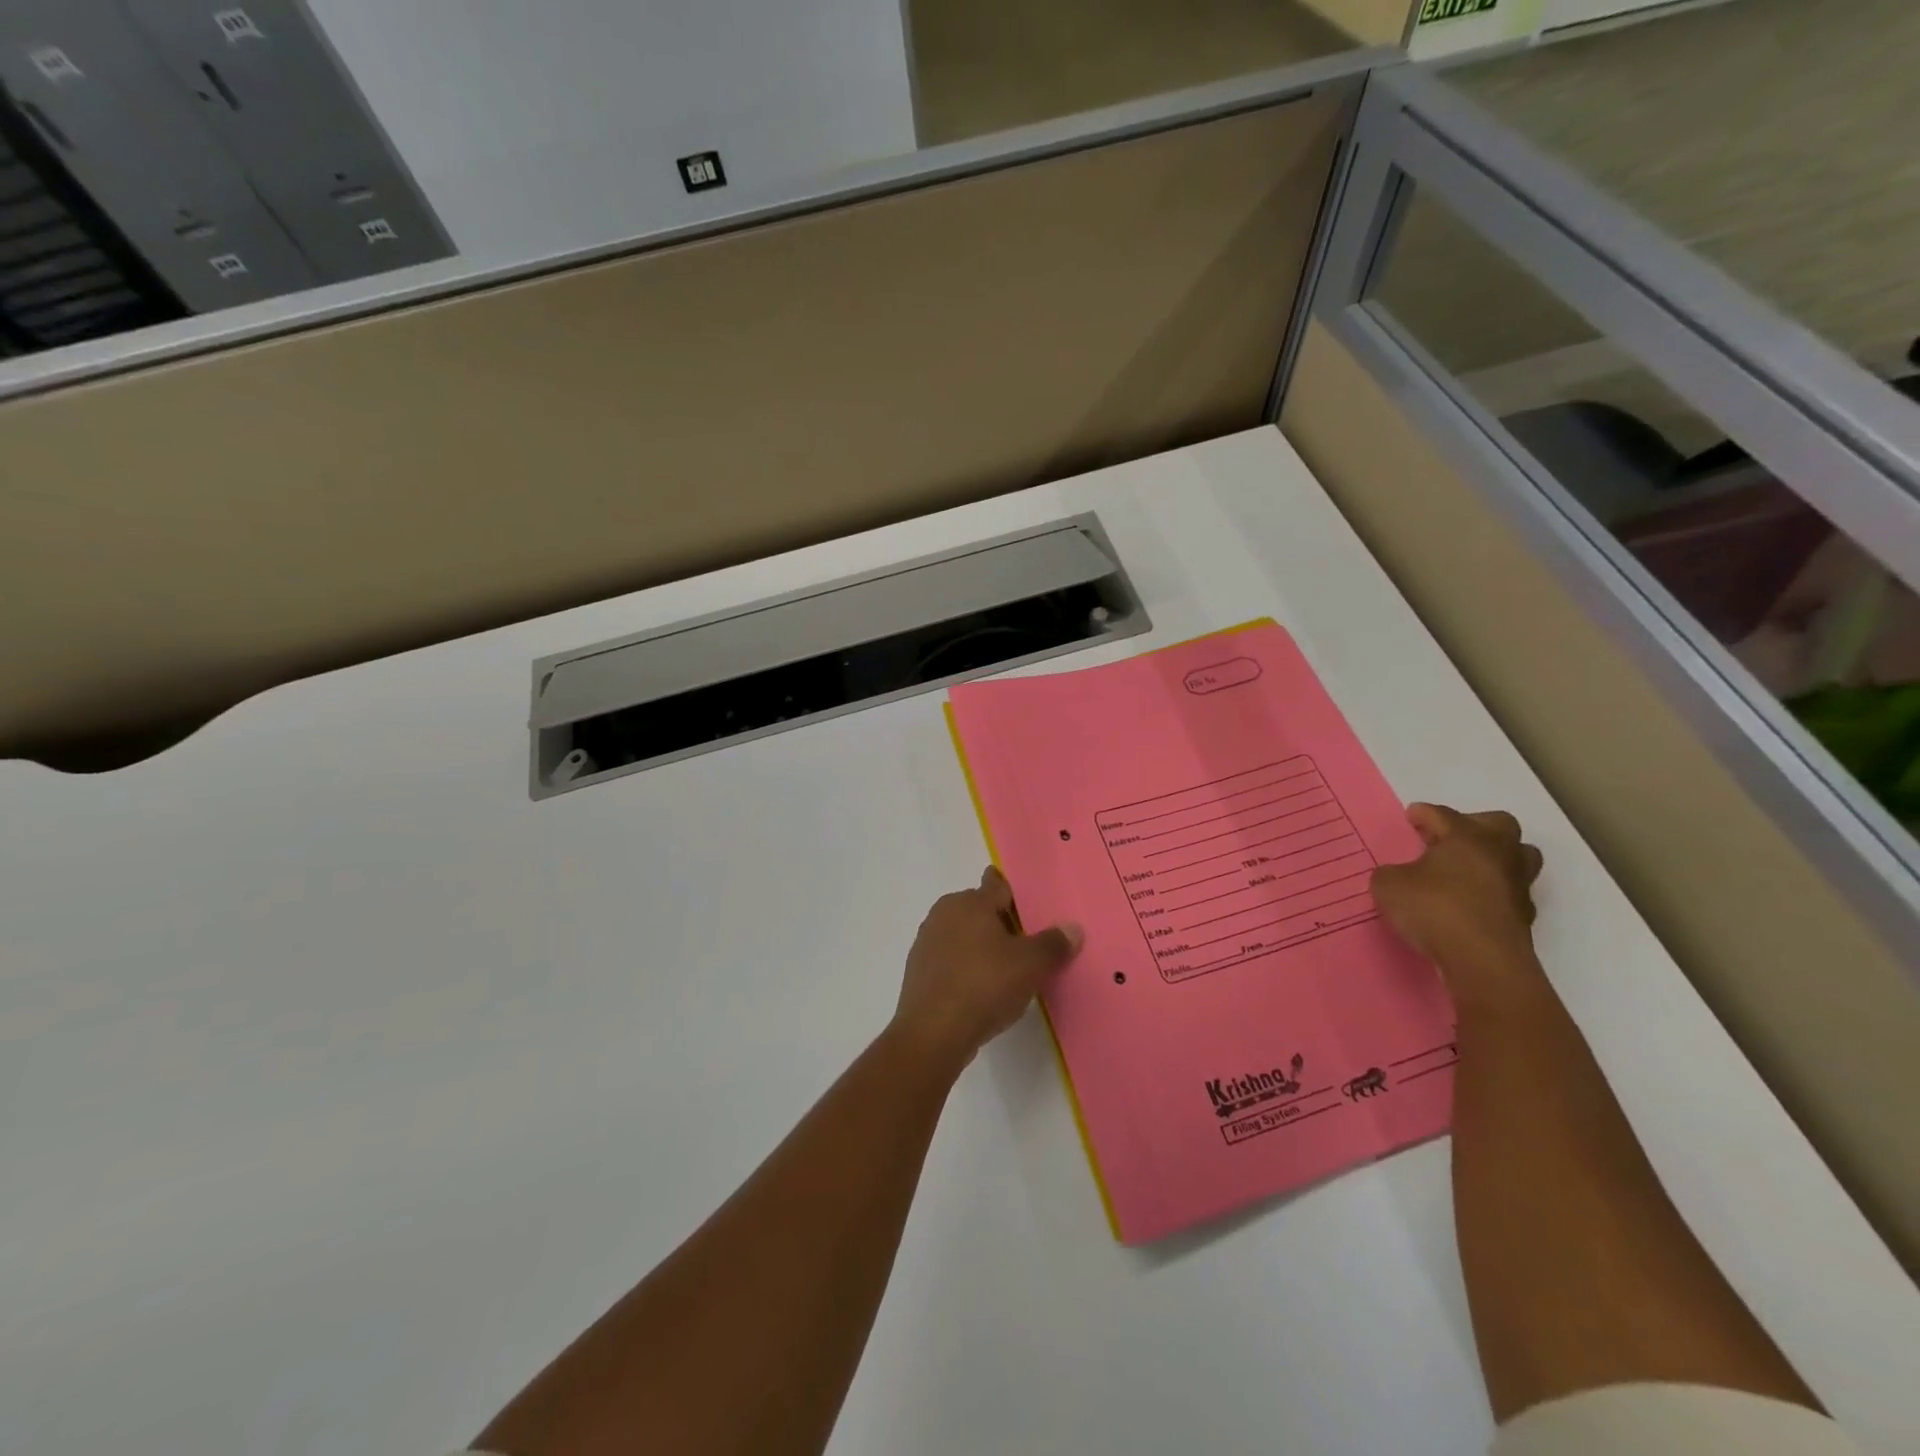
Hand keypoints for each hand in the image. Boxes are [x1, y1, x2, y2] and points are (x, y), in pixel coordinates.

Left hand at [893, 867, 1082, 1070]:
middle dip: (1000, 922)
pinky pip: (950, 960)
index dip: (1014, 894)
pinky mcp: (918, 970)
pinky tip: (981, 990)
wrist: (933, 1032)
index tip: (1029, 906)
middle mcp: (945, 913)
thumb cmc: (985, 985)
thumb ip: (1054, 944)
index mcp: (971, 902)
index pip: (997, 885)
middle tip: (1026, 945)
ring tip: (1006, 971)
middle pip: (979, 910)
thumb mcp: (1031, 965)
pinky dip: (965, 968)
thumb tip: (1073, 928)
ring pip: (963, 935)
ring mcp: (927, 942)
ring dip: (982, 947)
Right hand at [1371, 805, 1542, 985]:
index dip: (1423, 814)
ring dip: (1494, 858)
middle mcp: (1499, 854)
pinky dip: (1493, 893)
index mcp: (1467, 837)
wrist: (1483, 961)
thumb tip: (1400, 876)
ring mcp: (1517, 885)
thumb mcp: (1389, 885)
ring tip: (1466, 870)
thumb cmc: (1434, 909)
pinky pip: (1509, 892)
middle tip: (1448, 839)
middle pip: (1499, 824)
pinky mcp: (1524, 917)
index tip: (1411, 816)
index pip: (1443, 815)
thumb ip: (1391, 874)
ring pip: (1517, 858)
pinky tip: (1470, 904)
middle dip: (1475, 826)